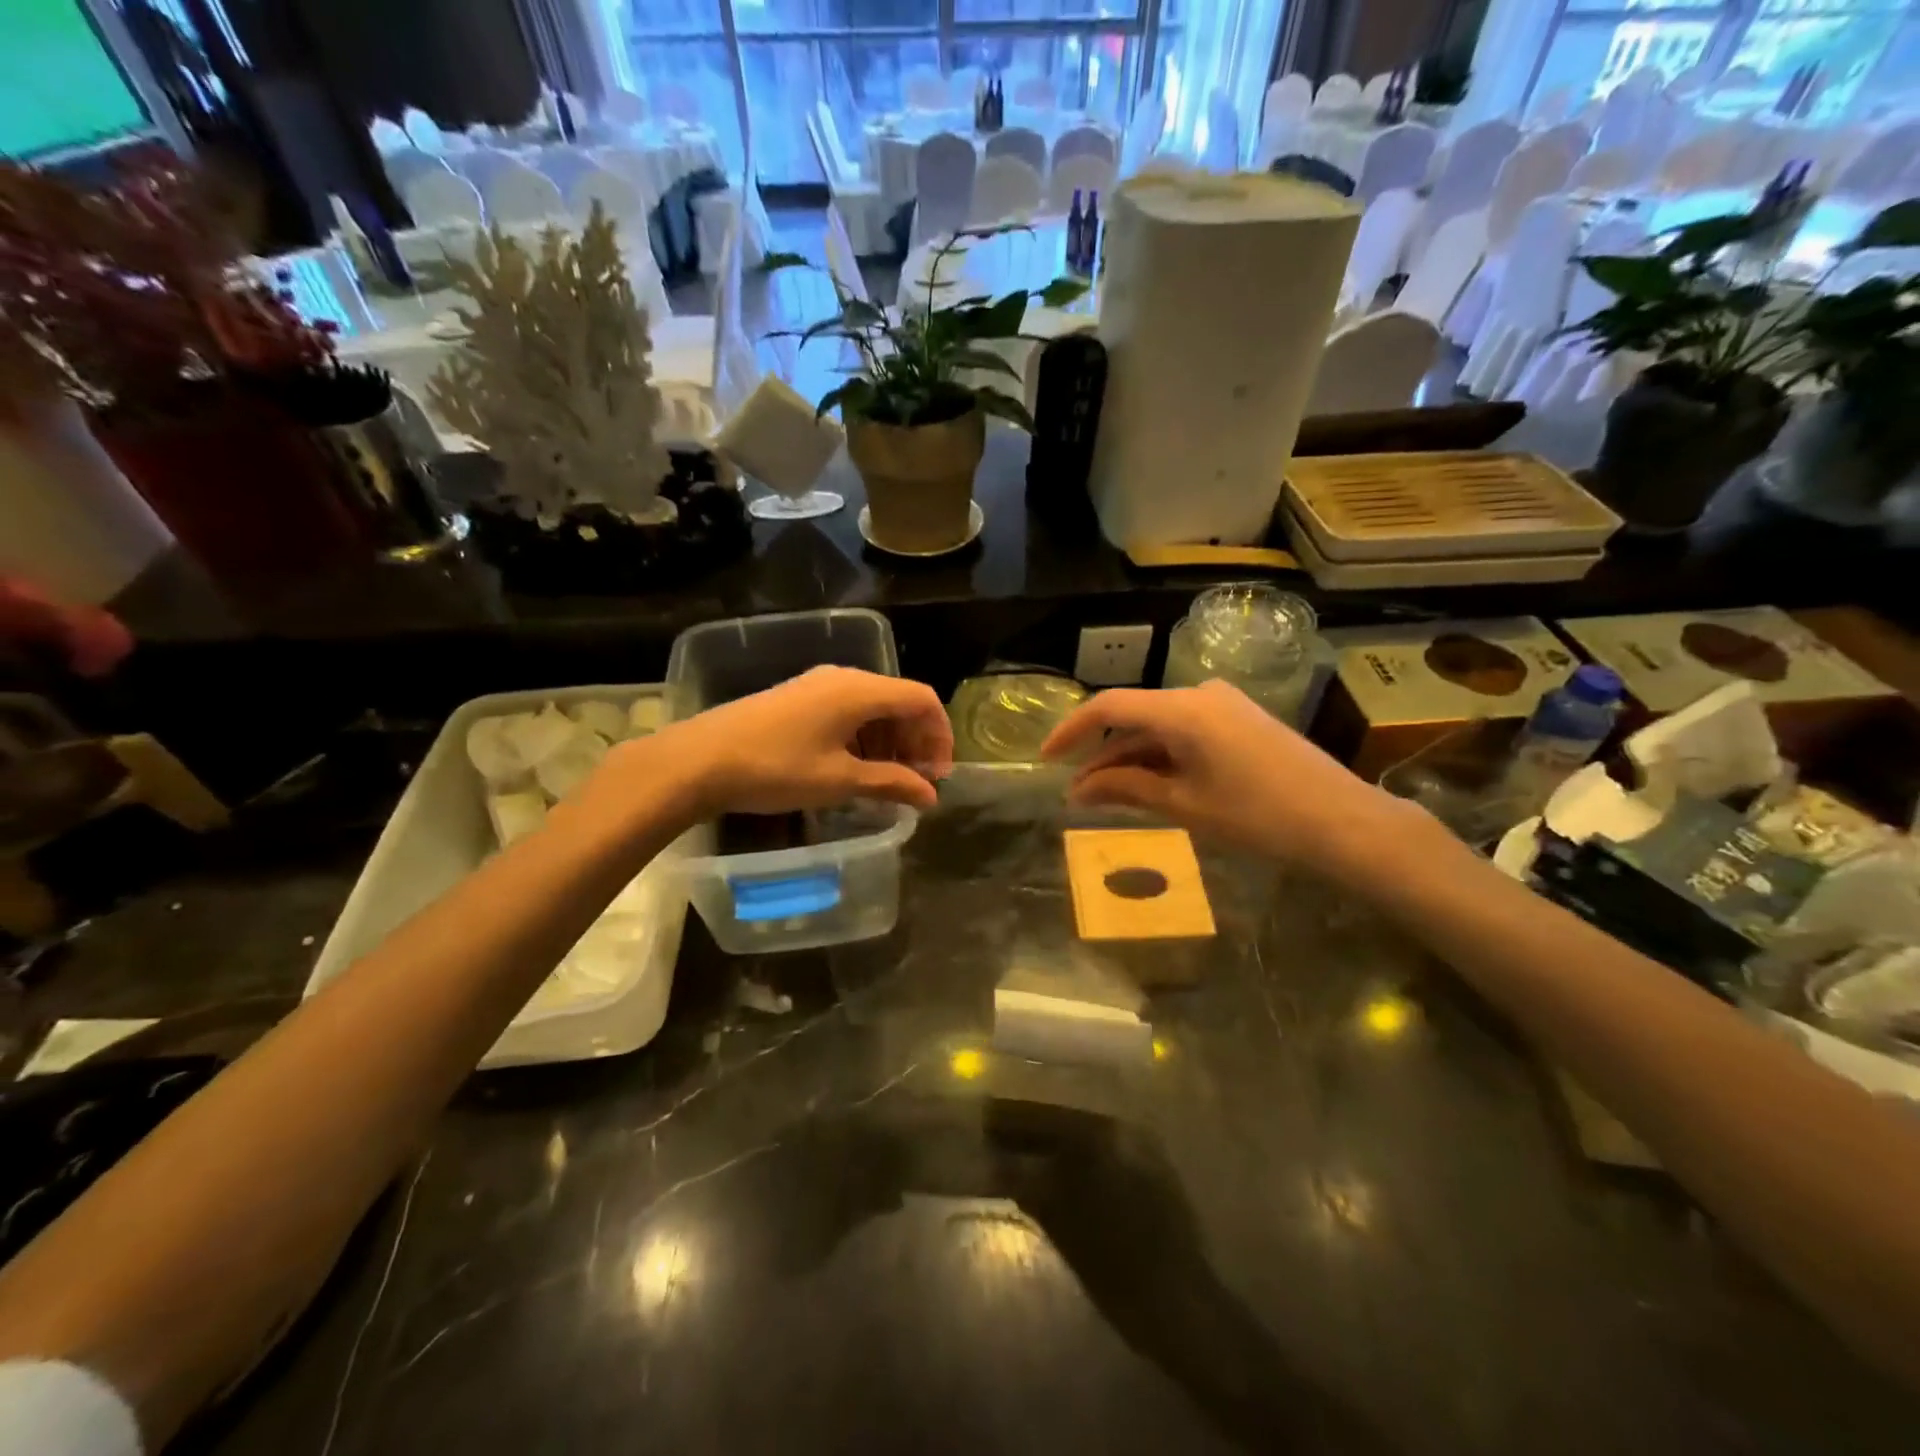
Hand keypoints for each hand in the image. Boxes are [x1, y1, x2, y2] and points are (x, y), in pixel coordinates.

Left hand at [640, 666, 953, 817]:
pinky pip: (846, 711)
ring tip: (886, 782)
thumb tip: (930, 797)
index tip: (938, 775)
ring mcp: (817, 685)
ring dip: (889, 742)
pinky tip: (854, 769)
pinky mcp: (798, 698)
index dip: (940, 735)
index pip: (922, 699)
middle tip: (915, 783)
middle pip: (898, 701)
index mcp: (860, 690)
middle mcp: (843, 678)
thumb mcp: (840, 781)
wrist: (699, 760)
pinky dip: (863, 738)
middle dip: (915, 741)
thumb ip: (891, 784)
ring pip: (872, 707)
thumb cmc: (777, 768)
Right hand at [1039, 679, 1413, 872]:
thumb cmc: (1258, 817)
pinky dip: (1162, 755)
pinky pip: (1186, 730)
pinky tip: (1150, 783)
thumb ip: (1125, 790)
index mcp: (1182, 709)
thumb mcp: (1184, 804)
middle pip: (1134, 717)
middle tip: (1078, 794)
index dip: (1071, 730)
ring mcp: (1224, 704)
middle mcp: (1200, 694)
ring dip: (1132, 758)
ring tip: (1108, 797)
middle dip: (1102, 755)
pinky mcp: (1241, 719)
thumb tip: (1077, 792)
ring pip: (1159, 726)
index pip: (1109, 708)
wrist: (1343, 822)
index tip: (1045, 758)